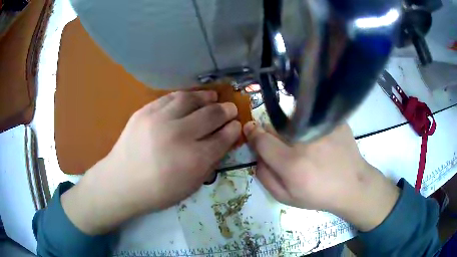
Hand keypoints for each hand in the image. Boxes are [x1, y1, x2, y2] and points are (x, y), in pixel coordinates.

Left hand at [62, 91, 240, 234]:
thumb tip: (221, 143)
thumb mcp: (190, 185)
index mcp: (194, 159)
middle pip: (211, 115)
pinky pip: (169, 98)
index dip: (233, 129)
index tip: (236, 125)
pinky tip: (189, 99)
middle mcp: (180, 135)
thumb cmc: (158, 191)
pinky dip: (184, 97)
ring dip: (206, 97)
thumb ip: (209, 163)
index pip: (223, 138)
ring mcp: (160, 120)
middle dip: (225, 111)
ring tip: (213, 96)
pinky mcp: (145, 112)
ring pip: (190, 100)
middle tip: (230, 109)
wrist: (122, 182)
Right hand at [243, 122, 399, 231]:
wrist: (352, 185)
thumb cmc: (319, 195)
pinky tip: (319, 139)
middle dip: (273, 135)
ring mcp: (321, 127)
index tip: (251, 131)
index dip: (253, 135)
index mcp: (291, 164)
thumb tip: (256, 156)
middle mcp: (304, 141)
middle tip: (285, 147)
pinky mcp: (334, 121)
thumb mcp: (286, 197)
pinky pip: (311, 117)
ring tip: (305, 144)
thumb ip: (265, 177)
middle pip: (275, 127)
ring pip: (293, 121)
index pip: (261, 139)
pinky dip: (309, 125)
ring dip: (291, 130)